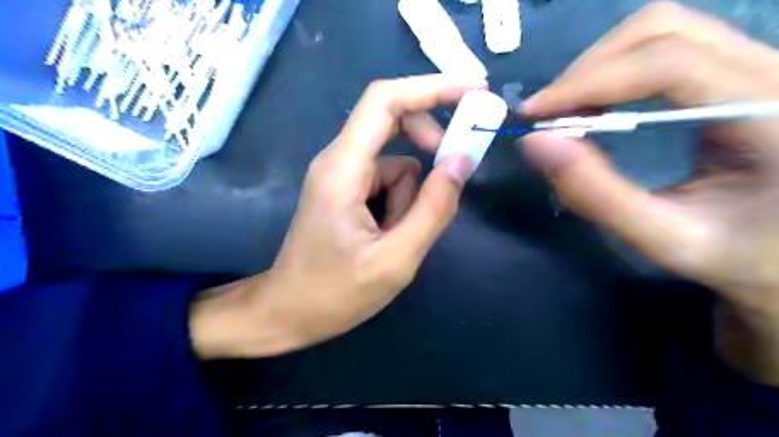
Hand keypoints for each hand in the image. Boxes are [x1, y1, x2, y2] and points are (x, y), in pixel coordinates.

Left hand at [191, 75, 485, 359]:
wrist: (288, 312)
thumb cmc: (335, 293)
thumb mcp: (395, 259)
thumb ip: (433, 208)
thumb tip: (462, 161)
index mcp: (343, 168)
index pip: (385, 101)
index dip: (431, 87)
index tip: (475, 91)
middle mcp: (338, 160)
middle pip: (392, 121)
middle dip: (428, 144)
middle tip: (449, 179)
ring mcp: (341, 175)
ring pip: (396, 162)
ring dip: (411, 195)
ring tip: (398, 238)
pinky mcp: (346, 190)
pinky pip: (386, 180)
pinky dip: (399, 203)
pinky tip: (388, 236)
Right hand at [522, 0, 777, 382]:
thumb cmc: (754, 273)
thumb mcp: (667, 241)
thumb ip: (596, 192)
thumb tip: (536, 143)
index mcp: (773, 112)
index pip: (663, 60)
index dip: (584, 84)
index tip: (531, 117)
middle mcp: (771, 74)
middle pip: (661, 29)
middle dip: (587, 70)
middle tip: (544, 118)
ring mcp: (756, 73)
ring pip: (662, 35)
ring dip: (598, 73)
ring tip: (562, 117)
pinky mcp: (736, 85)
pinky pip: (663, 59)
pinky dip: (613, 81)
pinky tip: (593, 116)